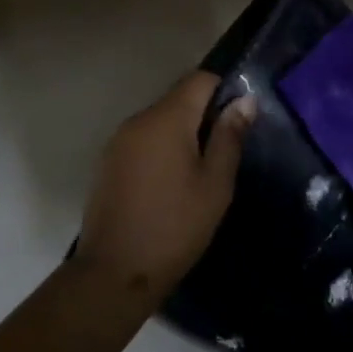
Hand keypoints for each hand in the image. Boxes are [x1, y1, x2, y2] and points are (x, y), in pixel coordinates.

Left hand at [75, 71, 254, 304]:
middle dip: (204, 115)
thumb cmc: (175, 226)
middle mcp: (138, 119)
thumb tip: (245, 100)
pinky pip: (142, 141)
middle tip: (225, 151)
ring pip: (159, 121)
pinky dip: (161, 149)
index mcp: (166, 118)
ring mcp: (118, 141)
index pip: (199, 79)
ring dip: (182, 134)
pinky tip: (171, 183)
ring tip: (200, 171)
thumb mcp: (215, 184)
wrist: (115, 272)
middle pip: (178, 99)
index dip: (224, 90)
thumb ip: (229, 137)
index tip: (240, 118)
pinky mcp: (108, 162)